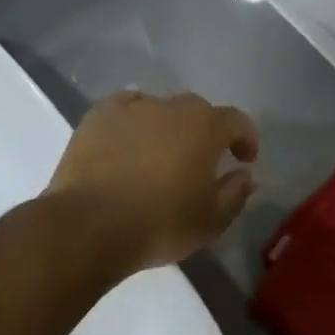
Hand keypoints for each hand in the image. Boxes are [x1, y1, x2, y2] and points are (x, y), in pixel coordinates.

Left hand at [45, 91, 259, 275]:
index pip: (237, 121)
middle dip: (206, 131)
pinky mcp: (98, 117)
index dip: (245, 139)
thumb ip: (235, 194)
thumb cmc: (159, 224)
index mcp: (206, 127)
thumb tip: (245, 176)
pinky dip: (134, 120)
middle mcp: (172, 107)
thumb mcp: (211, 221)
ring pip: (161, 108)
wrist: (88, 226)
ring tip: (162, 153)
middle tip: (203, 159)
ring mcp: (132, 108)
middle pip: (198, 111)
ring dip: (169, 126)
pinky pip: (125, 108)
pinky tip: (130, 139)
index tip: (244, 160)